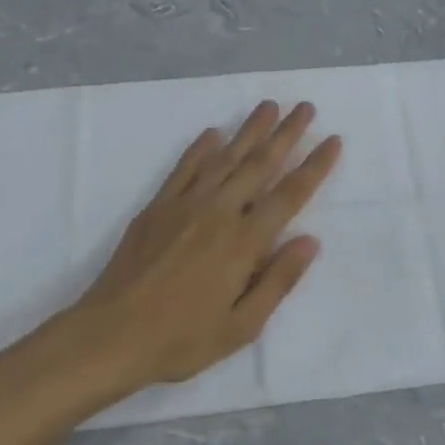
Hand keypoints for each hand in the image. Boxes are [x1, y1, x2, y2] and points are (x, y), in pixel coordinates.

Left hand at [70, 100, 340, 391]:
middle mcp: (220, 212)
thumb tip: (310, 240)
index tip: (333, 140)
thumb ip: (278, 281)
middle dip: (287, 133)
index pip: (290, 194)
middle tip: (306, 107)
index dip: (315, 166)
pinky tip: (213, 133)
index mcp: (244, 242)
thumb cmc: (181, 338)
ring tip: (269, 105)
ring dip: (250, 129)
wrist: (111, 334)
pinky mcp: (159, 205)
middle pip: (260, 164)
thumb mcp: (241, 326)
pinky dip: (201, 148)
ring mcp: (186, 204)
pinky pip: (185, 167)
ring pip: (226, 157)